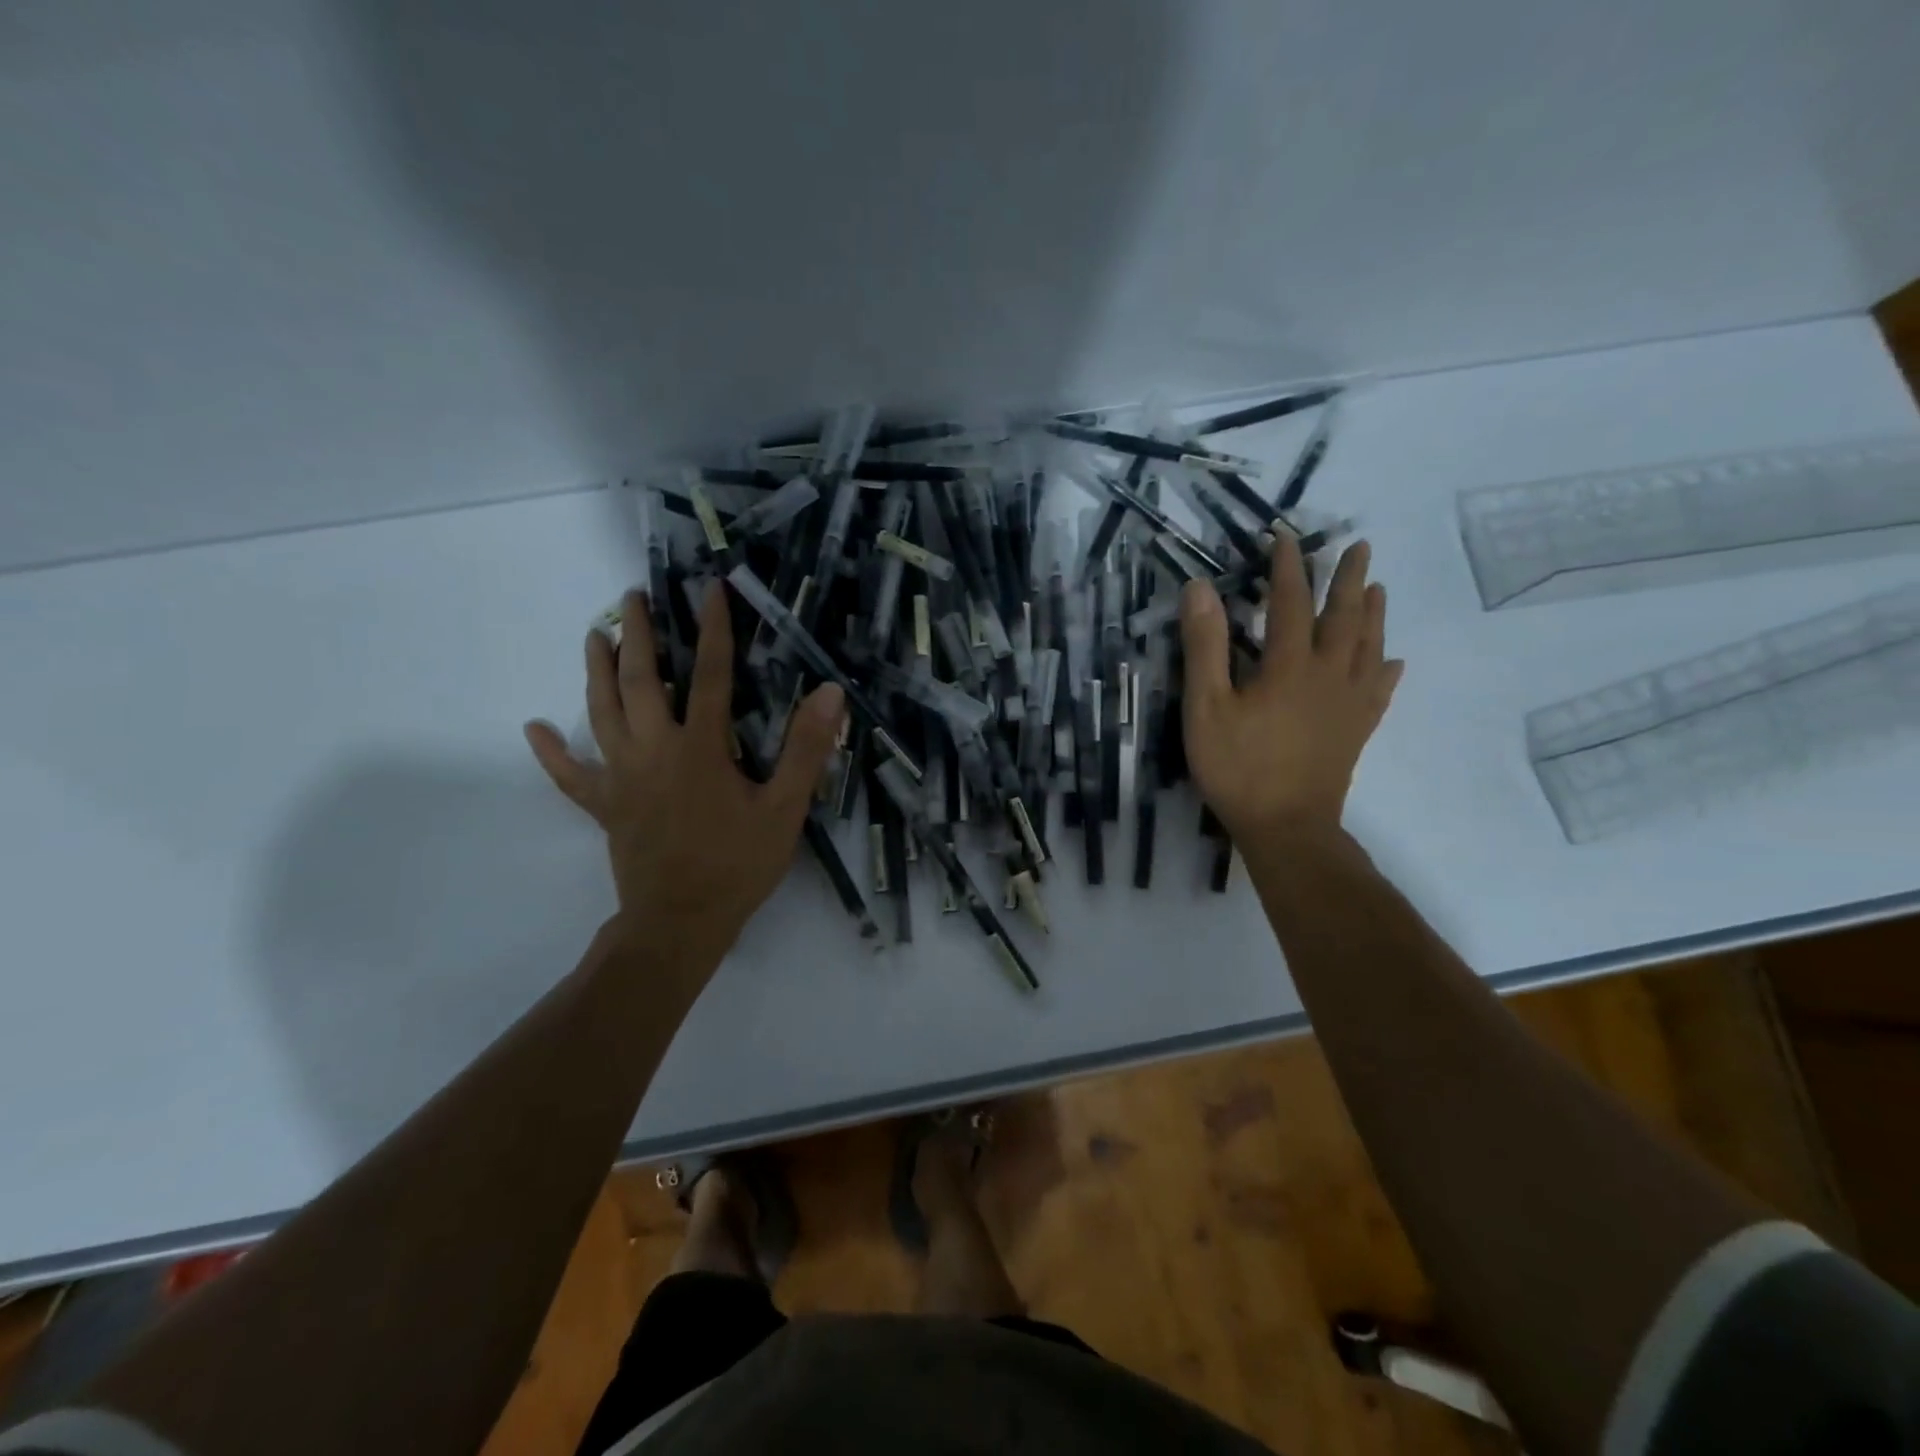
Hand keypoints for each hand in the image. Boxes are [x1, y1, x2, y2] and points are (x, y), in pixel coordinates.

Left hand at [524, 586, 842, 966]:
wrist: (681, 923)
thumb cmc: (737, 865)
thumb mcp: (784, 809)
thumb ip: (805, 750)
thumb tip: (827, 692)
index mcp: (699, 748)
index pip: (708, 675)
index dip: (712, 629)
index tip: (710, 589)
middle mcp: (653, 751)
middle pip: (640, 681)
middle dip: (637, 634)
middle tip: (632, 598)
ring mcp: (621, 778)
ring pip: (601, 713)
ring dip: (596, 671)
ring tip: (593, 636)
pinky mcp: (604, 806)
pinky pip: (571, 774)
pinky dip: (551, 751)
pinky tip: (534, 728)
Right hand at [1179, 535, 1401, 840]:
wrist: (1287, 826)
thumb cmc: (1238, 767)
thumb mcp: (1206, 706)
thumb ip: (1205, 646)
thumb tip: (1200, 588)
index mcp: (1289, 665)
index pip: (1289, 601)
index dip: (1287, 566)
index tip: (1285, 535)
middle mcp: (1328, 674)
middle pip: (1343, 617)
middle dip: (1348, 579)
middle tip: (1360, 546)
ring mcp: (1349, 703)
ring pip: (1369, 647)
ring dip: (1373, 614)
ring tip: (1379, 588)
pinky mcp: (1357, 730)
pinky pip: (1380, 690)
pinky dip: (1387, 669)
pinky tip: (1395, 662)